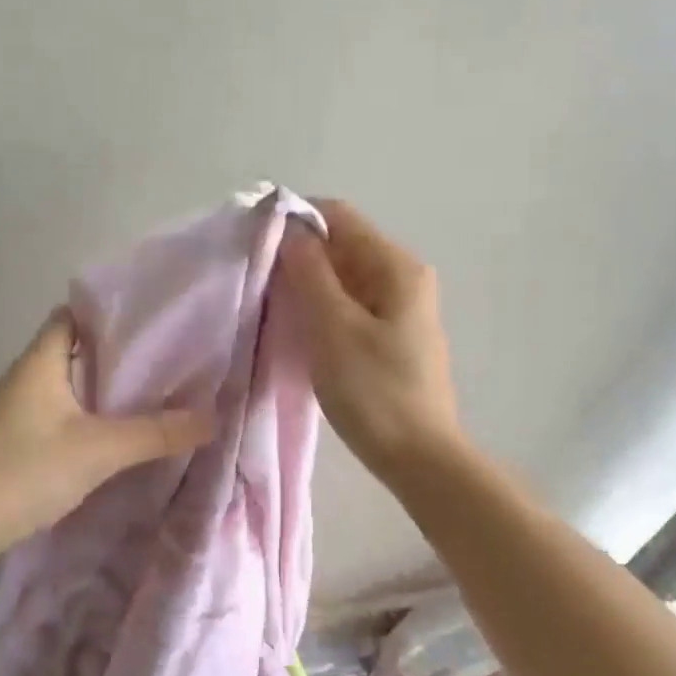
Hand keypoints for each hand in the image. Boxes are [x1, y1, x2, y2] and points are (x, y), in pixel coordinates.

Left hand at [0, 310, 214, 557]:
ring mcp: (9, 410)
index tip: (148, 323)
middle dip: (111, 354)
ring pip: (61, 384)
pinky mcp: (8, 439)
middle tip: (159, 362)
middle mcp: (20, 378)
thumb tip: (212, 417)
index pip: (71, 316)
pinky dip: (79, 414)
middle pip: (69, 349)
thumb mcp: (100, 450)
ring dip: (95, 387)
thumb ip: (156, 433)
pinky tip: (104, 434)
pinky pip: (51, 412)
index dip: (107, 314)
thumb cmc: (26, 471)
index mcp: (37, 363)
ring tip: (141, 395)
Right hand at [279, 199, 461, 481]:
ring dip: (308, 285)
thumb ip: (309, 272)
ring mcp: (401, 307)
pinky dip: (323, 308)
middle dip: (299, 257)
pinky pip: (351, 304)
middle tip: (259, 282)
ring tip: (274, 307)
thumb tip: (290, 229)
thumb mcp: (332, 327)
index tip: (257, 244)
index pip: (338, 216)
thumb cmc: (373, 391)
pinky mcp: (392, 335)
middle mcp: (404, 276)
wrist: (419, 458)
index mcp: (396, 265)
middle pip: (342, 245)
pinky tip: (301, 330)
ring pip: (344, 277)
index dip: (295, 222)